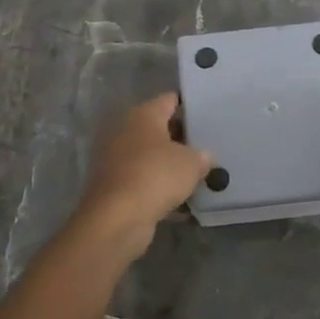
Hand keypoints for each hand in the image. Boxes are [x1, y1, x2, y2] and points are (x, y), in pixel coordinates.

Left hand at [72, 94, 213, 261]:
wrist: (117, 218)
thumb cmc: (156, 176)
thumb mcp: (192, 164)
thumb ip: (203, 157)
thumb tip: (205, 157)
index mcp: (143, 114)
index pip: (170, 100)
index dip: (189, 106)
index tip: (208, 116)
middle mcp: (124, 129)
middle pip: (158, 128)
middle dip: (180, 138)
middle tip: (205, 147)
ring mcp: (114, 157)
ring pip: (149, 155)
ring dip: (167, 165)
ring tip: (195, 175)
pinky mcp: (111, 184)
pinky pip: (141, 179)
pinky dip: (156, 186)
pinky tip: (178, 200)